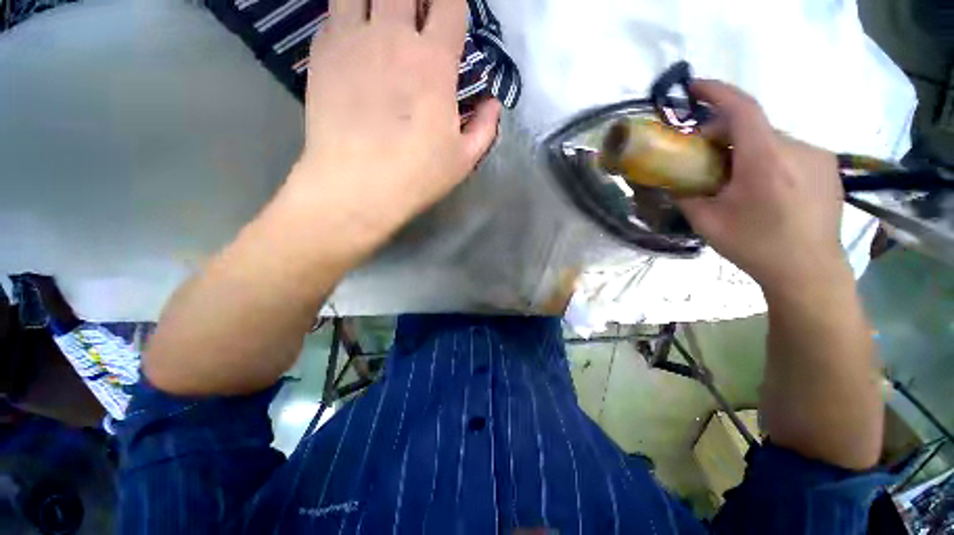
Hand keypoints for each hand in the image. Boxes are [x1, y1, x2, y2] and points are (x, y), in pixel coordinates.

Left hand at [287, 0, 501, 246]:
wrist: (356, 189)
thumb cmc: (415, 177)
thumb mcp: (463, 160)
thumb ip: (484, 128)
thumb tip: (492, 104)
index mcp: (433, 63)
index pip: (449, 4)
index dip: (452, 3)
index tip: (450, 18)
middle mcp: (391, 37)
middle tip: (416, 15)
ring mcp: (351, 40)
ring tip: (384, 18)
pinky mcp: (321, 53)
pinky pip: (333, 12)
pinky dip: (348, 14)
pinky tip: (355, 35)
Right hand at [677, 80, 847, 290]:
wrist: (808, 271)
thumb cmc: (754, 246)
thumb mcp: (707, 222)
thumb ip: (686, 194)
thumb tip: (674, 179)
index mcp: (765, 160)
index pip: (741, 109)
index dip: (716, 92)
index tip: (693, 87)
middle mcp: (796, 148)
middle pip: (752, 127)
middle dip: (723, 136)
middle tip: (705, 162)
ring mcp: (817, 155)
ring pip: (770, 140)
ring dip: (745, 151)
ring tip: (735, 181)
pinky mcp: (827, 166)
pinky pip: (788, 151)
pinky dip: (767, 158)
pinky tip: (763, 187)